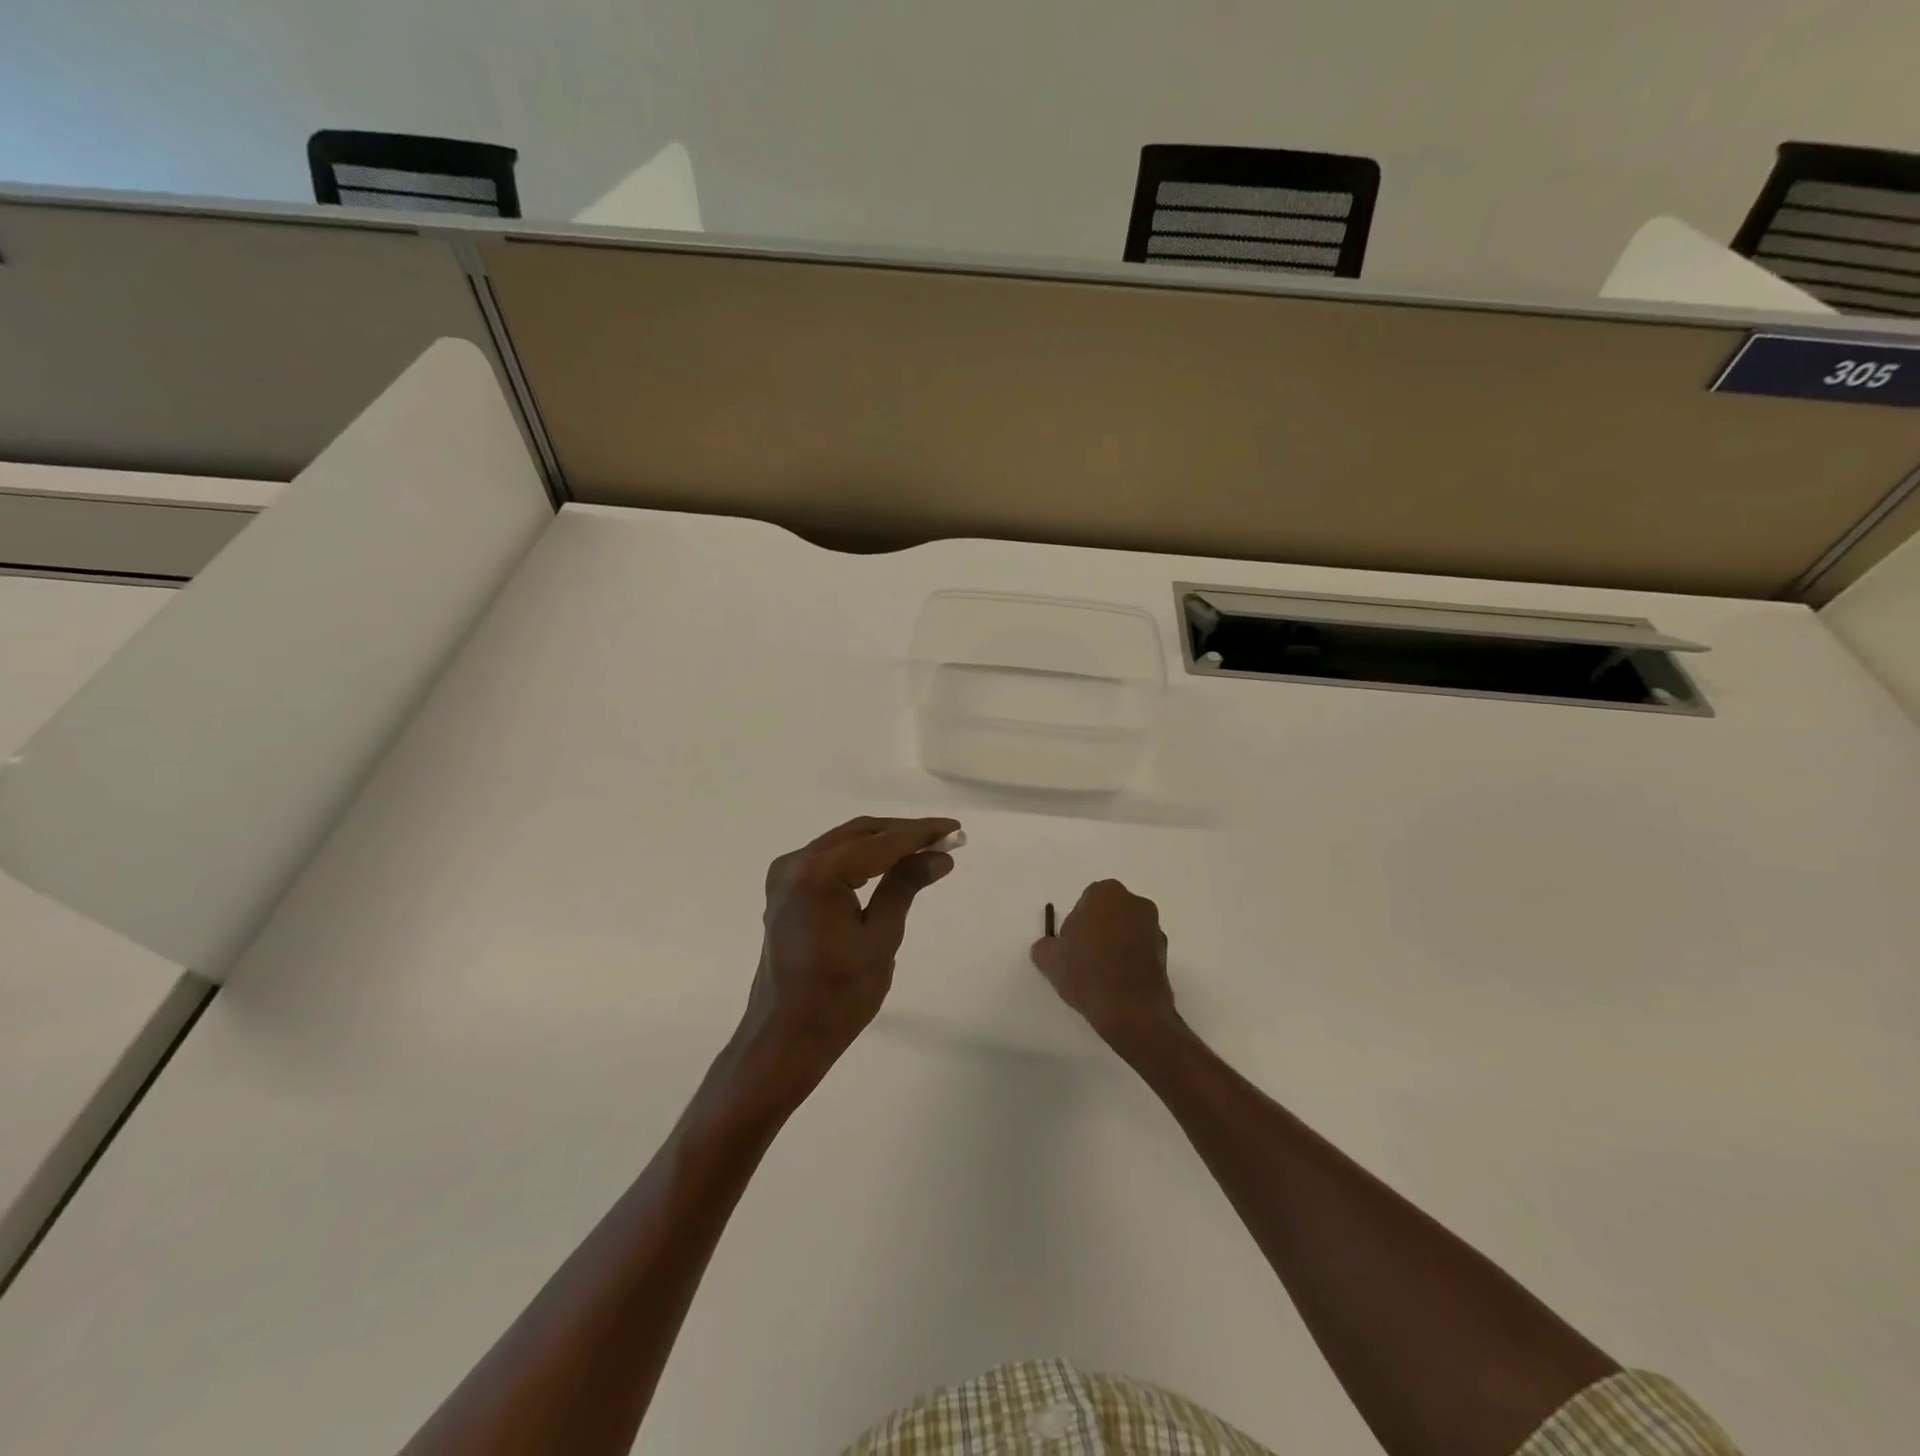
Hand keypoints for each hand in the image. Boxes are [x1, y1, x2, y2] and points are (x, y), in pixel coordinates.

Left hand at [737, 816, 958, 1094]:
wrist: (785, 1036)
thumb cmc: (838, 996)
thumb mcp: (880, 938)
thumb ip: (905, 887)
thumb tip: (938, 856)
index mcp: (818, 874)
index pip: (880, 842)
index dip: (920, 833)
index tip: (955, 829)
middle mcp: (796, 863)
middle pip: (860, 833)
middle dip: (903, 833)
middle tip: (944, 838)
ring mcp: (786, 875)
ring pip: (844, 842)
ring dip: (883, 842)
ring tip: (925, 848)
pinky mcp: (786, 890)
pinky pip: (830, 860)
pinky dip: (861, 857)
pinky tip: (888, 863)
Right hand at [1031, 879, 1180, 1052]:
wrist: (1131, 1011)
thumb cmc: (1087, 973)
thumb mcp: (1049, 959)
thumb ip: (1045, 946)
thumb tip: (1049, 947)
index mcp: (1106, 893)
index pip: (1085, 903)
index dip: (1075, 926)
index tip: (1070, 949)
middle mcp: (1135, 903)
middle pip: (1108, 914)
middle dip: (1097, 931)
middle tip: (1083, 961)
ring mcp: (1155, 928)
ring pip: (1126, 932)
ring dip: (1115, 946)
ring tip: (1101, 977)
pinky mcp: (1166, 954)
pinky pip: (1140, 951)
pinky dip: (1130, 962)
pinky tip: (1118, 985)